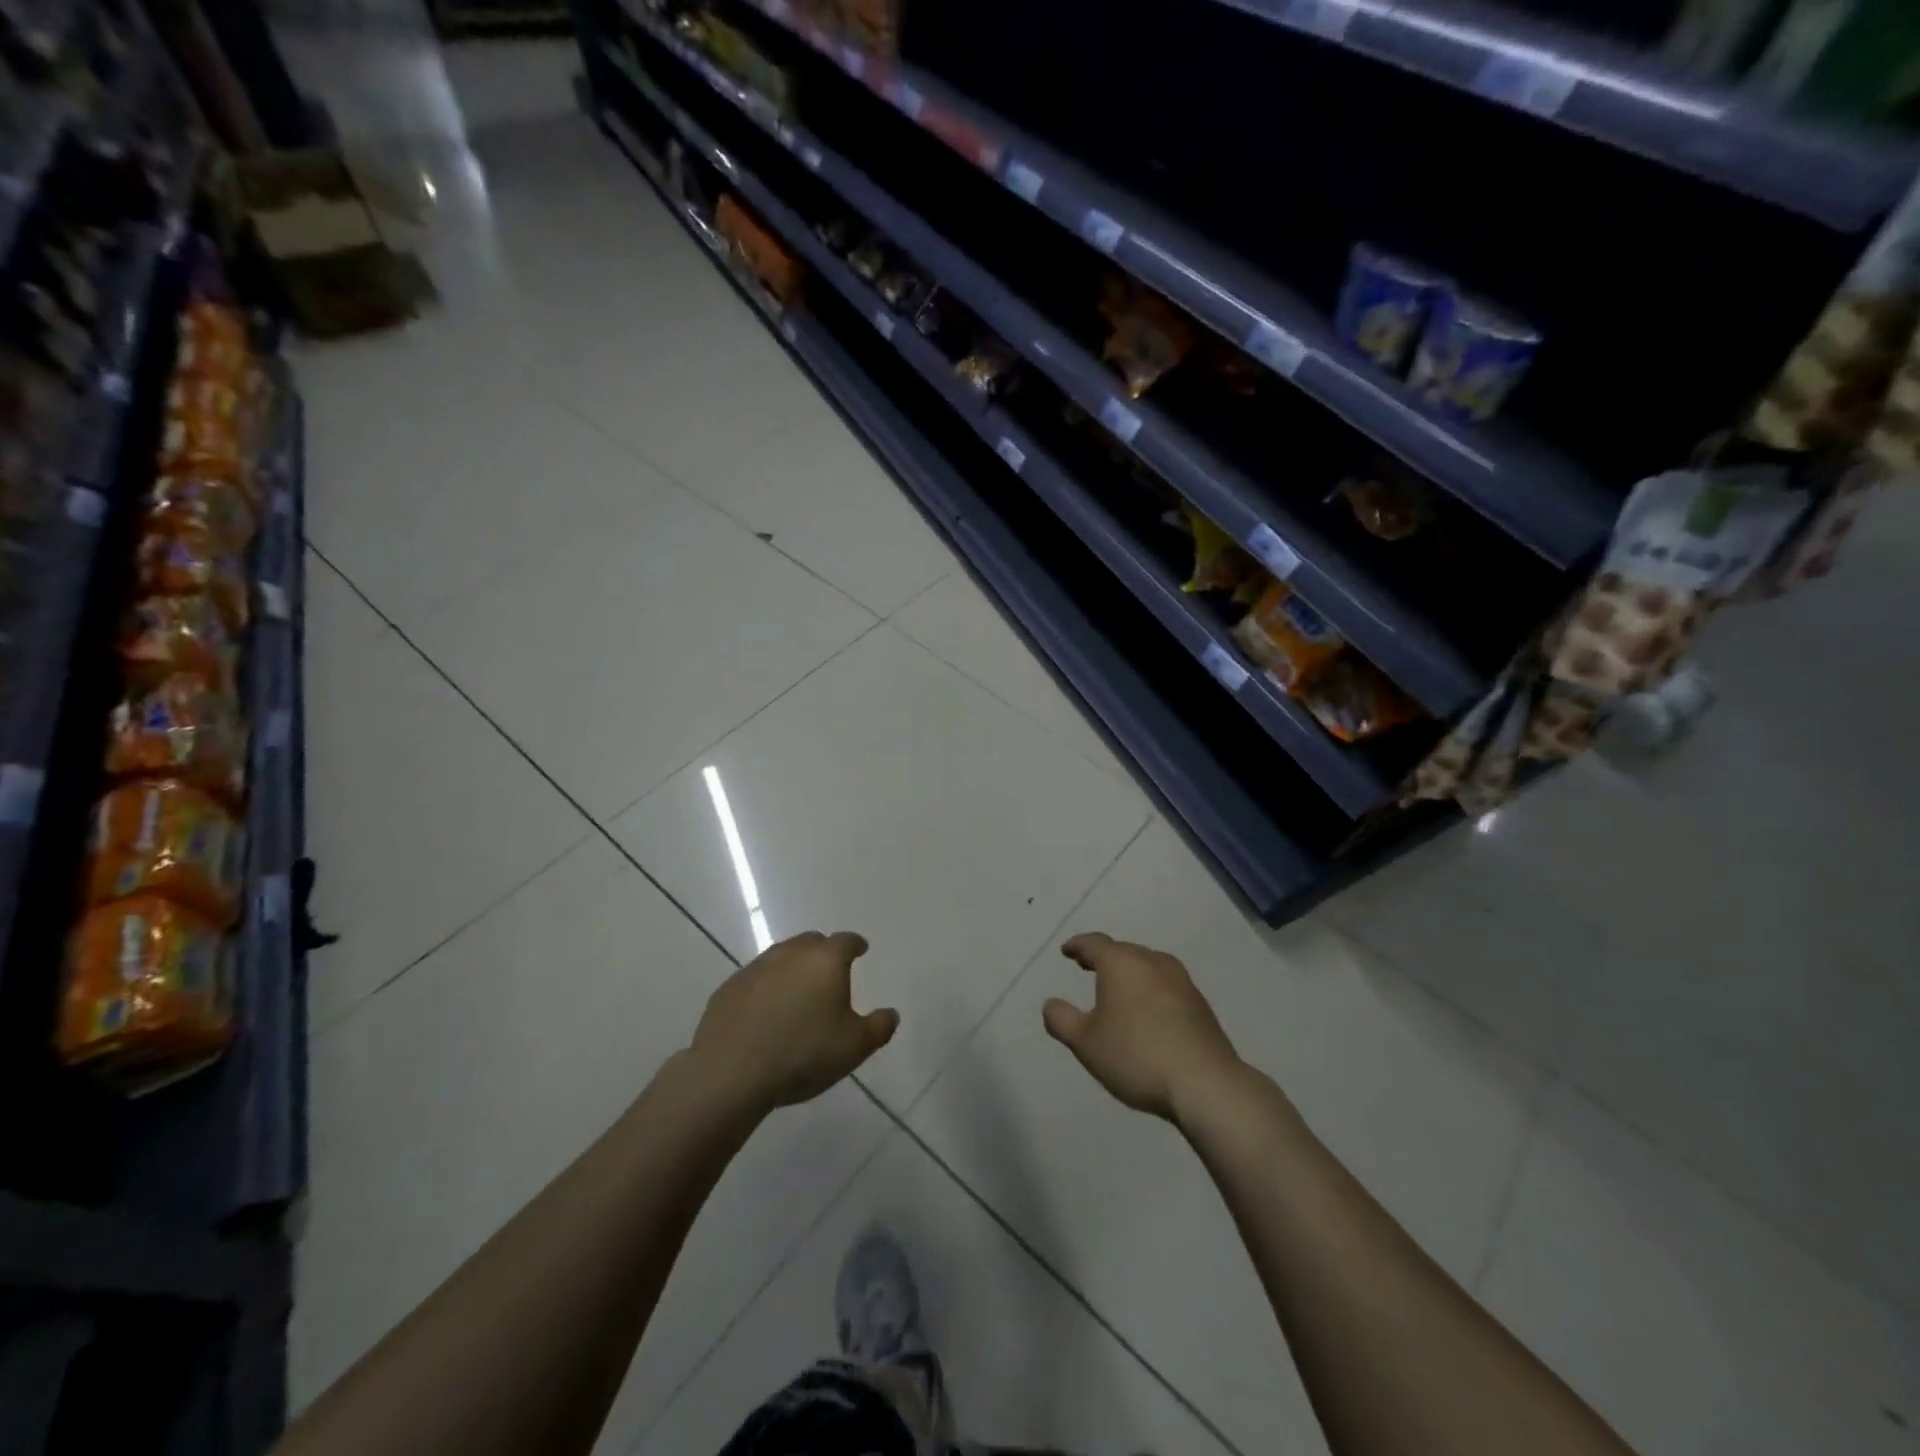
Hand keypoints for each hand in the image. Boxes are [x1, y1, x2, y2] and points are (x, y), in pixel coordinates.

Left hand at [689, 931, 898, 1111]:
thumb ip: (879, 1028)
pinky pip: (756, 979)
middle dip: (823, 952)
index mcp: (825, 960)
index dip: (855, 944)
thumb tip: (891, 1014)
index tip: (860, 950)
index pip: (846, 941)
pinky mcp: (729, 988)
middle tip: (830, 973)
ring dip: (793, 968)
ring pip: (781, 957)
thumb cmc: (803, 1054)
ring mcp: (756, 968)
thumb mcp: (854, 1047)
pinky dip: (766, 988)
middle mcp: (790, 954)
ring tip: (798, 994)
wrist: (731, 1072)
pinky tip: (766, 1013)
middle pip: (812, 942)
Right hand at [1042, 933, 1240, 1122]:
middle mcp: (1152, 961)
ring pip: (1147, 966)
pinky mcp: (1200, 1003)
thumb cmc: (1136, 1056)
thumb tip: (1050, 1003)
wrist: (1205, 1083)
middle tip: (1087, 966)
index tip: (1067, 951)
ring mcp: (1181, 980)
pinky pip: (1166, 986)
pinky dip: (1150, 990)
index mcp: (1121, 963)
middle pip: (1123, 951)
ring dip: (1130, 973)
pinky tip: (1148, 1011)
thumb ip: (1061, 1020)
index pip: (1094, 943)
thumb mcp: (1085, 1043)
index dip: (1077, 946)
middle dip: (1103, 957)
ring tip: (1118, 989)